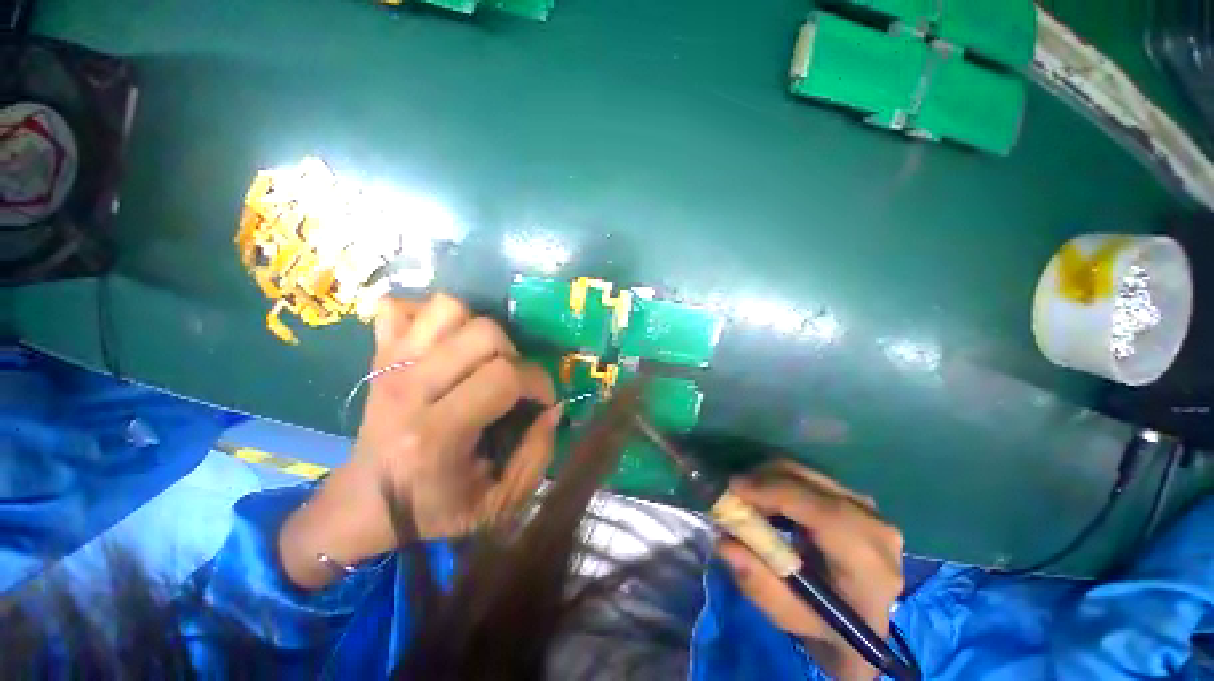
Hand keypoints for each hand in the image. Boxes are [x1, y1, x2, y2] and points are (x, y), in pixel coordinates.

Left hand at [278, 294, 559, 588]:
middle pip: (483, 333)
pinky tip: (443, 344)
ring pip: (448, 308)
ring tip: (481, 360)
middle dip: (514, 355)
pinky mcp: (378, 355)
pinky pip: (401, 307)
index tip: (543, 400)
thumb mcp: (498, 503)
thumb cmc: (433, 509)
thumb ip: (537, 456)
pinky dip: (428, 317)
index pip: (504, 377)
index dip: (539, 382)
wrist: (362, 505)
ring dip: (477, 329)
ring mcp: (389, 366)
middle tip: (511, 382)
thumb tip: (553, 408)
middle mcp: (410, 389)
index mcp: (436, 434)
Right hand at [717, 461, 903, 680]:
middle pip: (813, 485)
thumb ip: (758, 583)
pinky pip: (810, 477)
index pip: (827, 516)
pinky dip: (781, 480)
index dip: (777, 494)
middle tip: (732, 491)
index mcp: (870, 568)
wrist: (860, 622)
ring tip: (747, 496)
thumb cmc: (825, 626)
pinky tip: (767, 498)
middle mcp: (876, 529)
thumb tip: (724, 542)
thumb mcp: (788, 617)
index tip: (735, 489)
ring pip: (809, 474)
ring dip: (770, 478)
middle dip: (765, 480)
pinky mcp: (855, 499)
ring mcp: (869, 509)